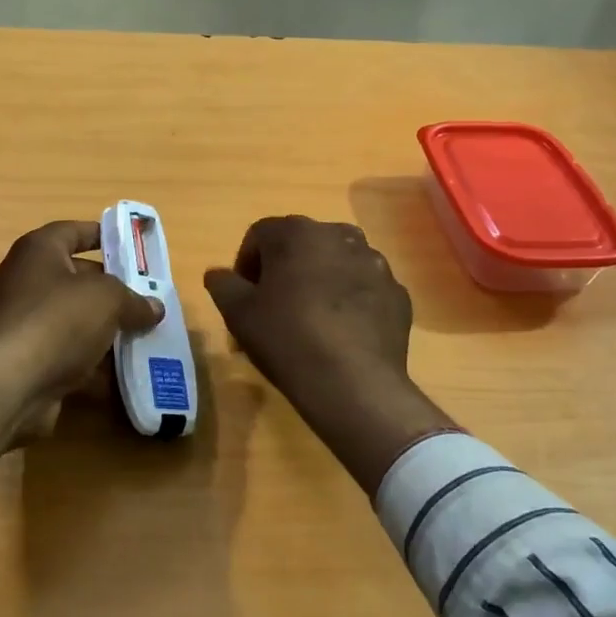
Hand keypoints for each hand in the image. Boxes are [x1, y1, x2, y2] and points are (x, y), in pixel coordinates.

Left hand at [0, 221, 162, 487]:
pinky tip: (125, 372)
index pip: (74, 231)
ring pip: (76, 319)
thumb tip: (154, 308)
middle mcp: (27, 280)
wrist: (8, 383)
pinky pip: (68, 353)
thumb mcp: (108, 299)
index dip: (104, 235)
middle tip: (148, 298)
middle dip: (114, 289)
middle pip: (78, 277)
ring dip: (106, 328)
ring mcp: (25, 322)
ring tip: (145, 335)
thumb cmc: (57, 320)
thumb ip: (134, 300)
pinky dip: (93, 362)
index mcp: (40, 250)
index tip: (132, 247)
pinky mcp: (28, 359)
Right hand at [204, 216, 455, 491]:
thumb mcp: (238, 313)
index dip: (246, 263)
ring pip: (336, 263)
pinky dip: (350, 302)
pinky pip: (364, 289)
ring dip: (319, 281)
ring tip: (309, 321)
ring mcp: (374, 263)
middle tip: (273, 307)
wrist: (353, 384)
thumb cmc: (286, 338)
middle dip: (284, 269)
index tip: (243, 296)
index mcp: (297, 232)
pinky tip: (340, 333)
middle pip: (301, 245)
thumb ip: (223, 284)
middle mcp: (339, 235)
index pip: (260, 234)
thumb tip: (218, 274)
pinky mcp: (397, 293)